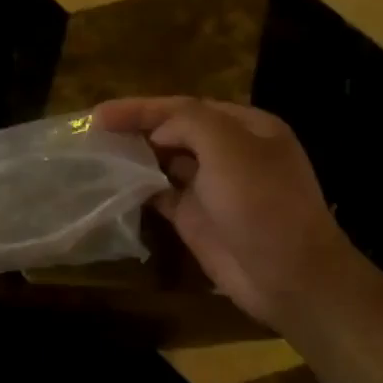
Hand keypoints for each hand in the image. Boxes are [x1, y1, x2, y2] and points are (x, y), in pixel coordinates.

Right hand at [96, 97, 353, 331]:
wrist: (288, 275)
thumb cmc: (263, 204)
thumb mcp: (230, 149)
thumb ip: (191, 124)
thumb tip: (158, 132)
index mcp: (245, 127)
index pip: (185, 108)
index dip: (142, 108)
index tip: (100, 115)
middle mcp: (228, 153)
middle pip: (174, 132)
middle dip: (136, 129)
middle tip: (94, 133)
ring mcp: (212, 187)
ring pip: (165, 163)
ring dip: (135, 157)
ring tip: (97, 154)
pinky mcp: (196, 218)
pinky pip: (161, 195)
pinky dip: (139, 189)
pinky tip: (114, 186)